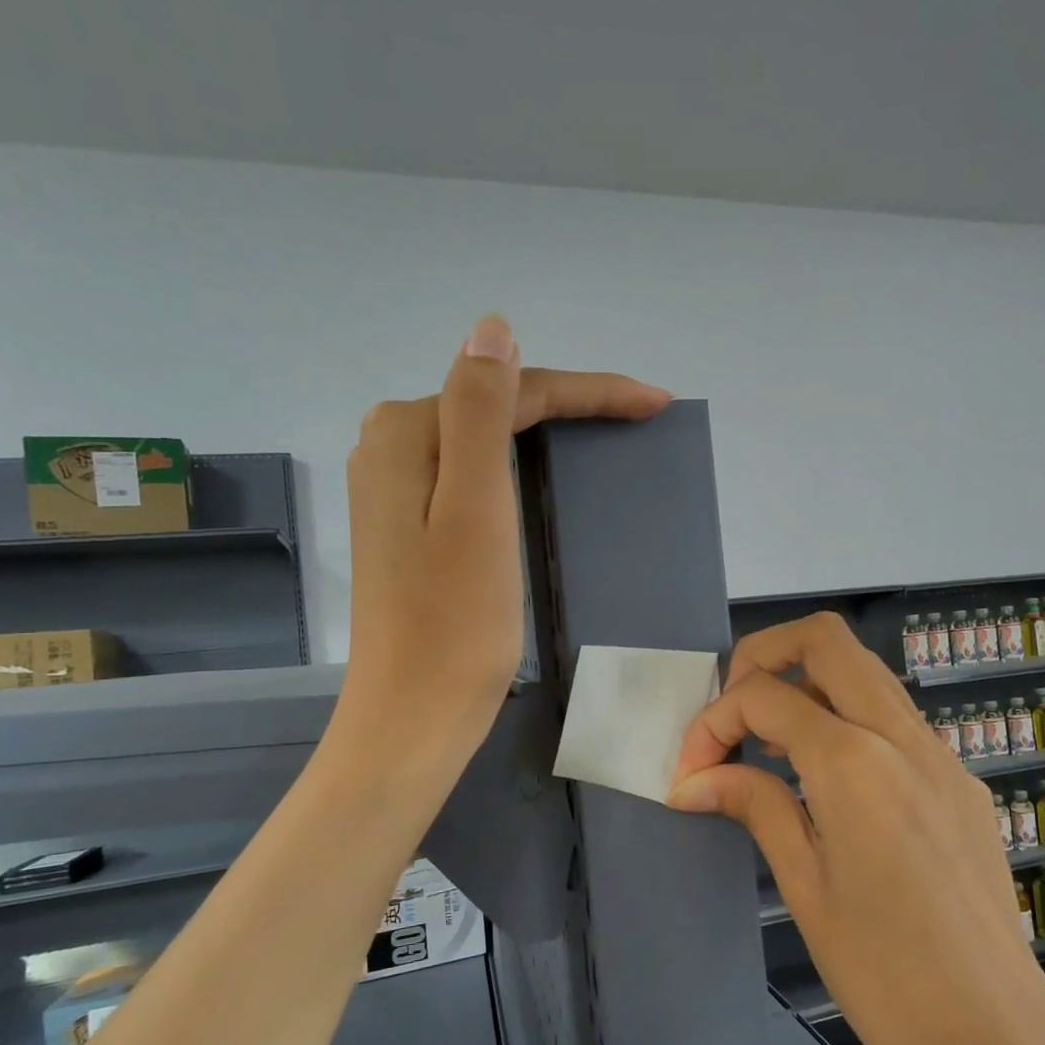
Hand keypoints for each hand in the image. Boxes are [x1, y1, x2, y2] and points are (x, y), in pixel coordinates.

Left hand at [338, 314, 669, 777]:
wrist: (413, 716)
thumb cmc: (455, 624)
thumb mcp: (476, 511)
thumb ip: (478, 413)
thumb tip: (493, 328)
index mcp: (406, 433)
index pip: (510, 389)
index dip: (588, 390)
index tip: (655, 403)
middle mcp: (390, 447)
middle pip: (495, 406)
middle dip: (570, 403)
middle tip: (639, 414)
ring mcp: (394, 489)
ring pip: (484, 438)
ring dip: (546, 429)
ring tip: (606, 432)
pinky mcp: (408, 526)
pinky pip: (472, 473)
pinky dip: (517, 465)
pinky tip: (542, 471)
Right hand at [667, 613, 1044, 1044]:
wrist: (999, 1033)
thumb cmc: (887, 974)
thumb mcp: (805, 887)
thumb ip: (755, 806)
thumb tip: (694, 780)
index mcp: (854, 763)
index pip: (763, 697)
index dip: (712, 724)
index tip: (692, 774)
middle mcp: (902, 736)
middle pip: (825, 639)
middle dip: (763, 656)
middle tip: (734, 715)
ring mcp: (941, 753)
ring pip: (866, 670)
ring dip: (808, 682)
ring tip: (772, 744)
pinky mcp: (961, 778)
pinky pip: (895, 716)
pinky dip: (848, 717)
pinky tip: (830, 780)